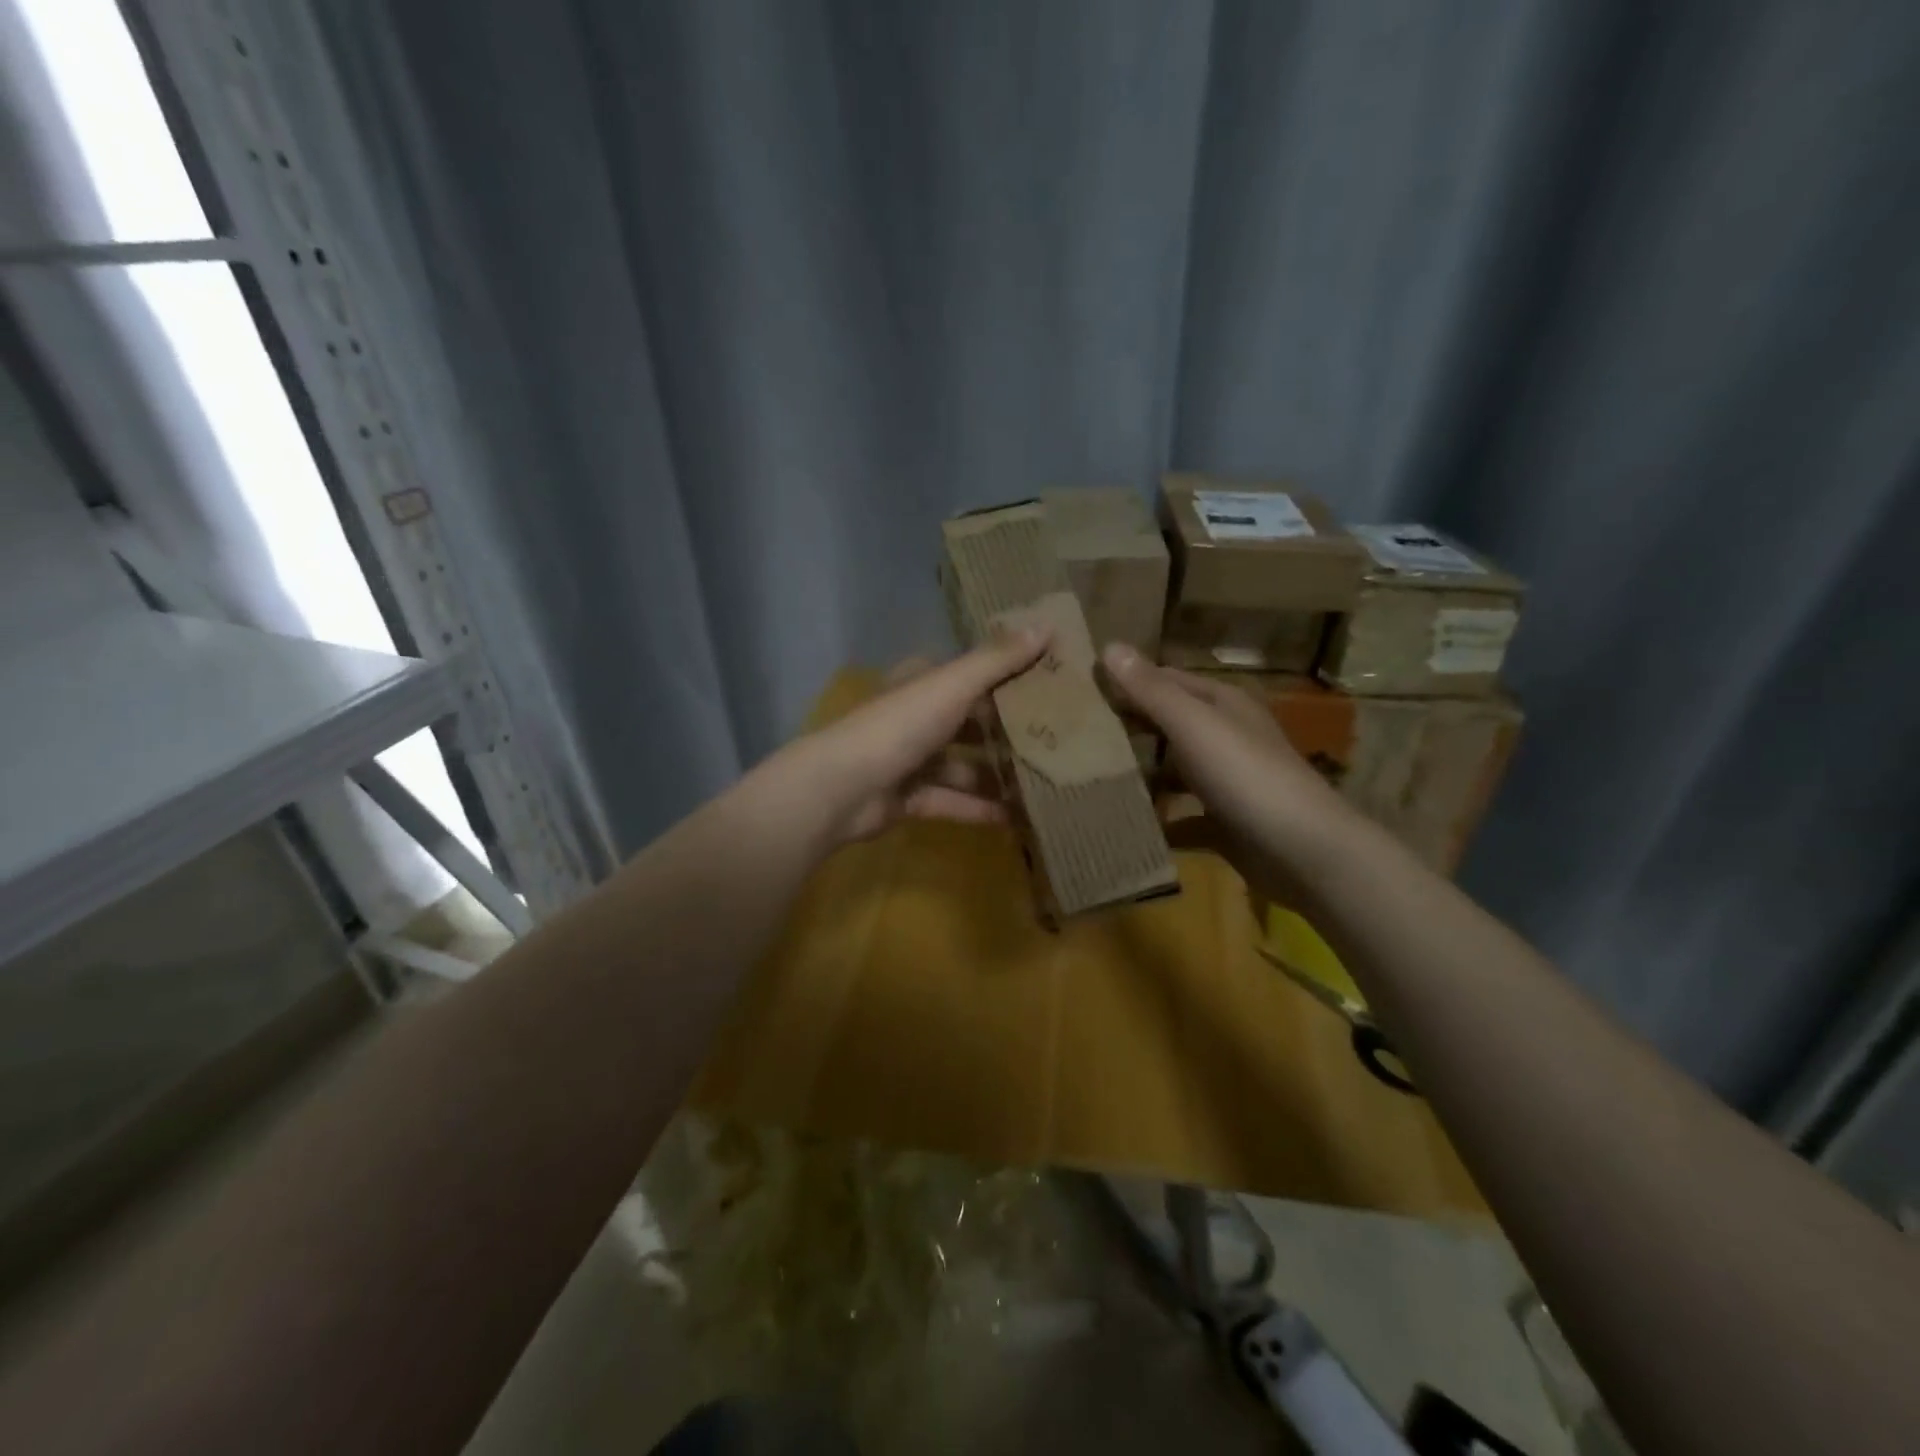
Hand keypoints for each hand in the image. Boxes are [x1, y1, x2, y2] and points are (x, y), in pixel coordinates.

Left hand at [801, 629, 1050, 845]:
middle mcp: (918, 718)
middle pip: (972, 723)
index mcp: (924, 683)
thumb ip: (998, 659)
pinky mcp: (911, 799)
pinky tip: (1020, 817)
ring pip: (965, 766)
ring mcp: (912, 760)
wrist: (842, 788)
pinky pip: (954, 801)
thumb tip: (1048, 623)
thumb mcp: (952, 685)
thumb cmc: (900, 726)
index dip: (1009, 678)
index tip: (1053, 687)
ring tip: (1046, 782)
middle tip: (1061, 741)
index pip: (973, 675)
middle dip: (1010, 733)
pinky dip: (981, 808)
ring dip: (999, 775)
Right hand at [1099, 644, 1354, 899]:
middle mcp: (1226, 737)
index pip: (1165, 680)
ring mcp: (1227, 782)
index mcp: (1222, 704)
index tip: (1079, 690)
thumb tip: (1109, 646)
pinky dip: (1159, 821)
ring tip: (1090, 780)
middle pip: (1168, 725)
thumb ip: (1151, 690)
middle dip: (1128, 728)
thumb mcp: (1194, 726)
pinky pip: (1182, 818)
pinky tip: (1126, 825)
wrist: (1303, 852)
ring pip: (1173, 771)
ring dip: (1140, 776)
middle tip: (1073, 736)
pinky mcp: (1225, 823)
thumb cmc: (1246, 776)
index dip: (1126, 682)